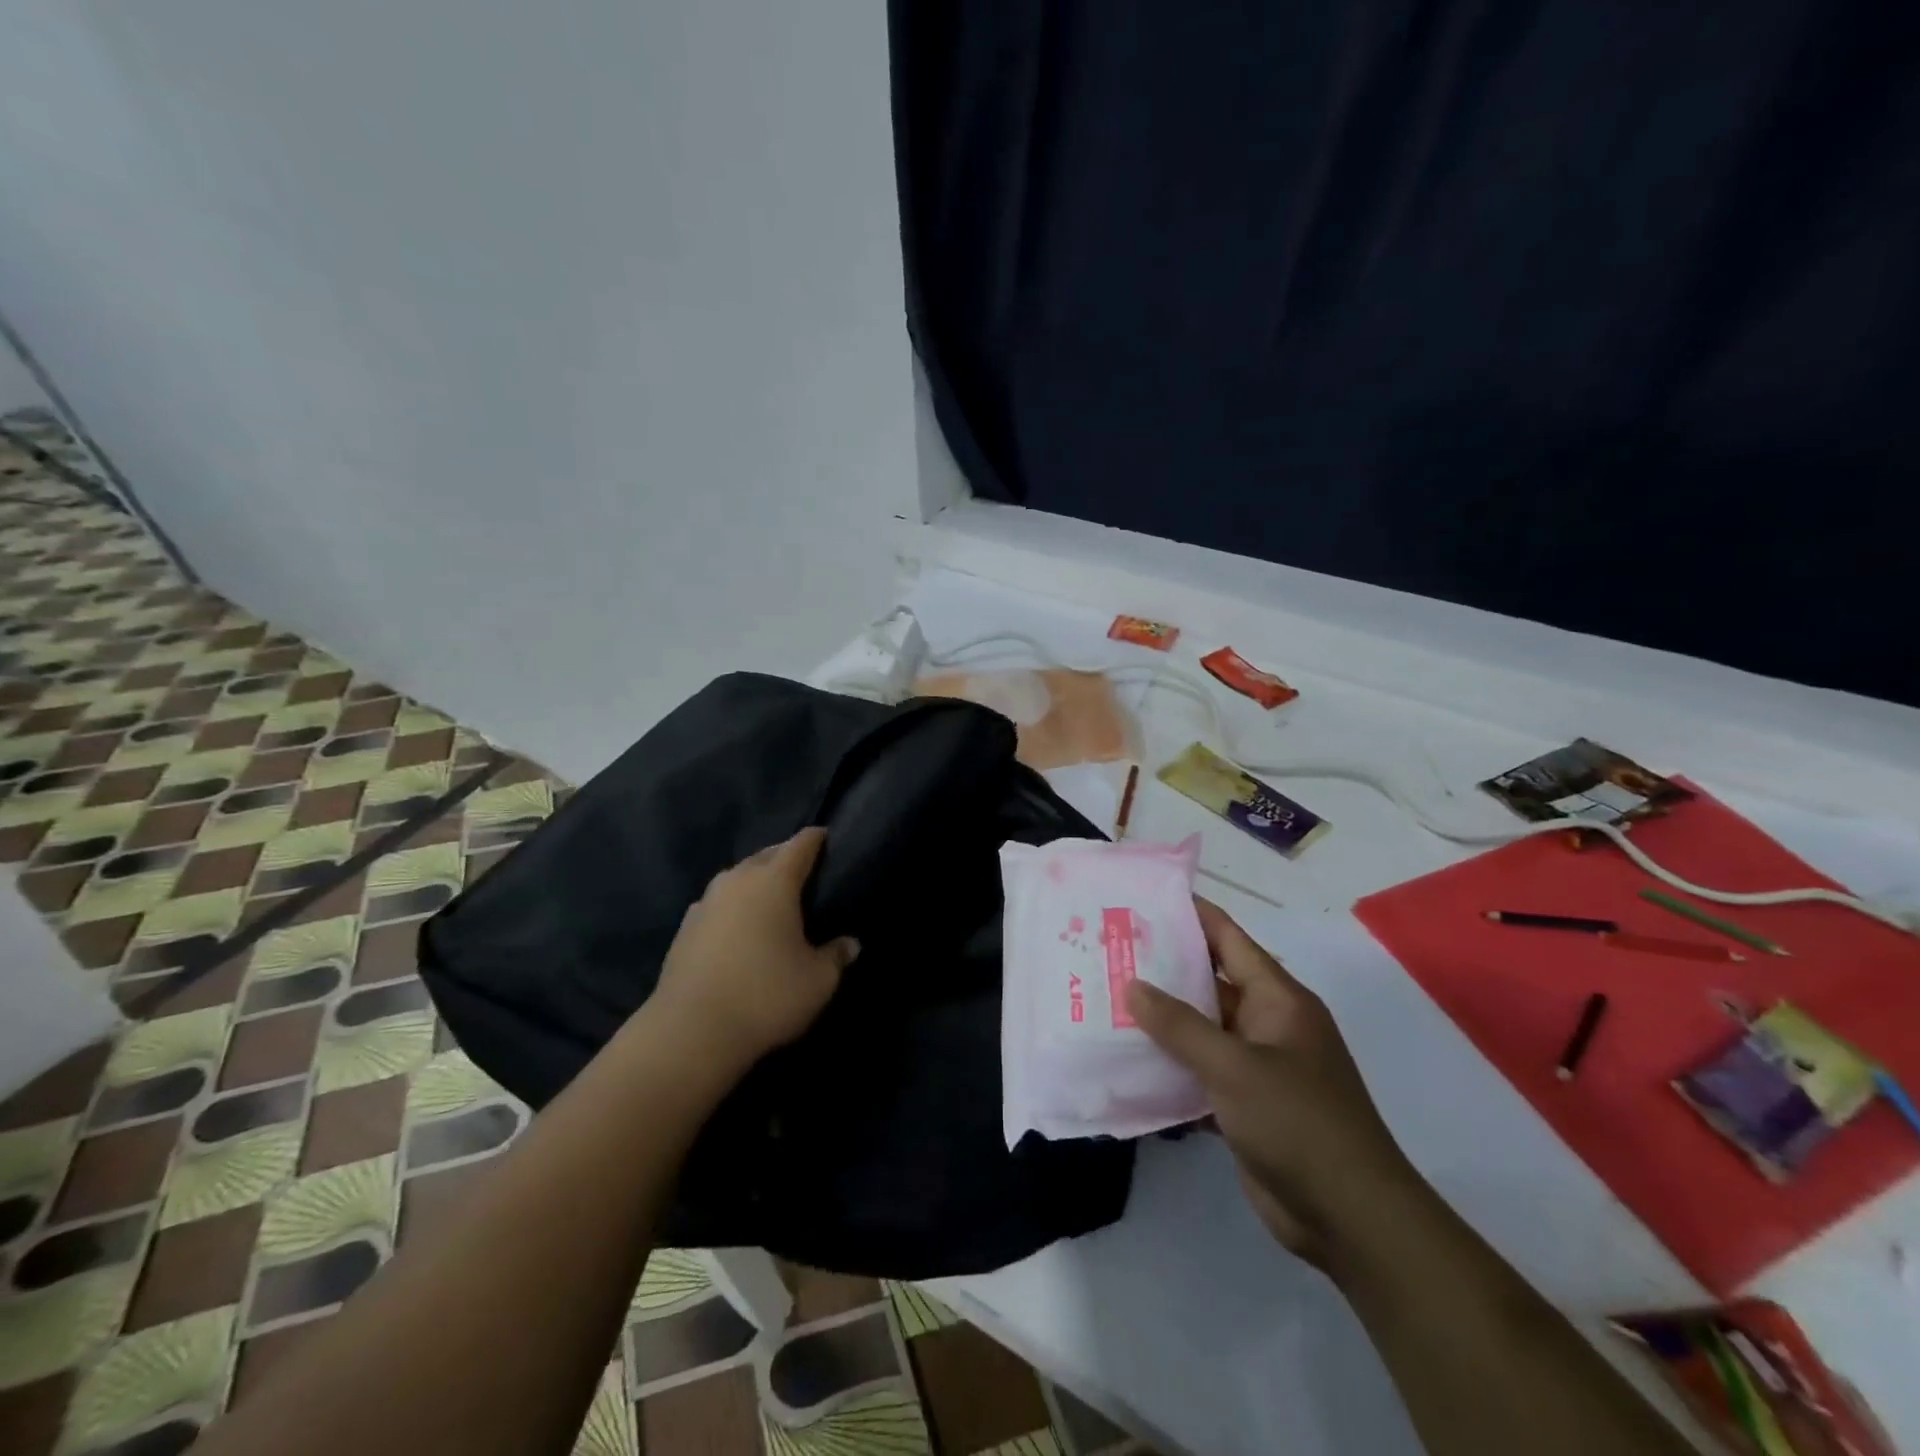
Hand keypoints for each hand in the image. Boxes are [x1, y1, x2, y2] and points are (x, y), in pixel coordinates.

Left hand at [653, 828, 859, 1066]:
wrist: (690, 1032)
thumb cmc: (766, 996)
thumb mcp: (818, 981)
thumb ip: (836, 956)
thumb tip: (851, 944)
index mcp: (774, 881)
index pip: (800, 844)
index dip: (817, 839)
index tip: (828, 839)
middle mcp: (737, 880)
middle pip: (766, 855)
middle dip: (786, 857)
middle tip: (806, 874)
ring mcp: (706, 902)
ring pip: (737, 877)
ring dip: (756, 881)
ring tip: (772, 900)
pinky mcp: (685, 927)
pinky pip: (717, 903)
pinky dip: (733, 906)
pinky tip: (739, 927)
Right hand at [1126, 899, 1416, 1272]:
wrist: (1349, 1218)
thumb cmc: (1298, 1122)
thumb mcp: (1234, 1067)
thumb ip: (1180, 1025)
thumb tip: (1133, 986)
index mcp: (1277, 999)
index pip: (1229, 939)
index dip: (1191, 915)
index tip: (1144, 899)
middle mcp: (1267, 1024)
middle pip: (1209, 983)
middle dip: (1162, 969)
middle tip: (1109, 951)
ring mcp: (1257, 1066)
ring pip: (1200, 1030)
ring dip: (1161, 1021)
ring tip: (1106, 1000)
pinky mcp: (1244, 1105)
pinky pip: (1200, 1072)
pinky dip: (1170, 1067)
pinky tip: (1127, 1062)